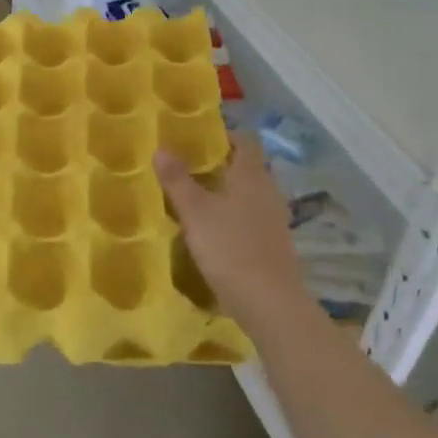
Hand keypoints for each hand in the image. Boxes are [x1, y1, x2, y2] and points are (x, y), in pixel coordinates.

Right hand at [155, 133, 308, 330]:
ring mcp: (275, 219)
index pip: (245, 141)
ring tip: (197, 199)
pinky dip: (235, 217)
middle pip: (247, 167)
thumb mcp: (195, 212)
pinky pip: (253, 219)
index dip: (224, 135)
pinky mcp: (275, 244)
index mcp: (251, 175)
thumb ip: (177, 180)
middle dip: (221, 165)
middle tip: (190, 168)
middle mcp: (268, 190)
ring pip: (250, 194)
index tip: (198, 138)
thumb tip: (161, 148)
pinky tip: (215, 232)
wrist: (269, 303)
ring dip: (228, 193)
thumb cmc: (230, 248)